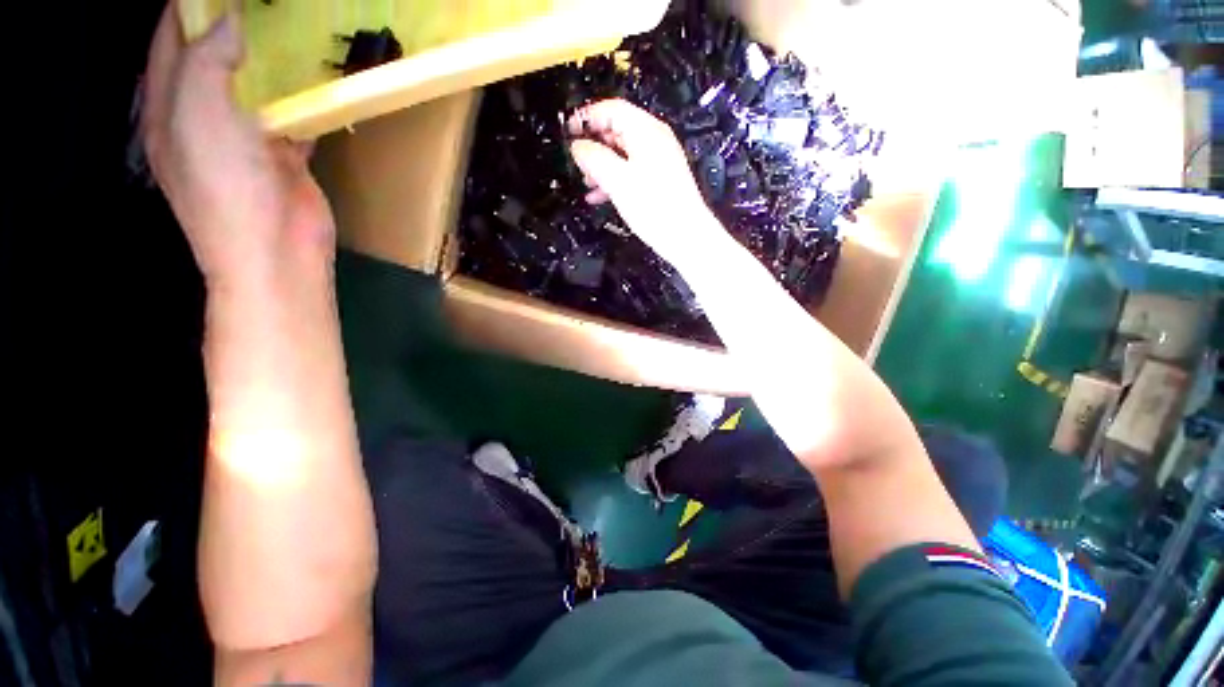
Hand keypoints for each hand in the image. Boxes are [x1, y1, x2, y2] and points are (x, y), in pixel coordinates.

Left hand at [143, 6, 333, 286]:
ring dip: (270, 58)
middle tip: (261, 2)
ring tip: (291, 25)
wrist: (276, 251)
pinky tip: (320, 76)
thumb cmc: (225, 187)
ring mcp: (247, 138)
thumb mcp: (200, 116)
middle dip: (231, 23)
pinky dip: (304, 97)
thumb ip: (207, 62)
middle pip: (212, 57)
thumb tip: (231, 19)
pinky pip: (293, 116)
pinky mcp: (286, 156)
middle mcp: (204, 116)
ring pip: (255, 85)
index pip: (170, 39)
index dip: (186, 6)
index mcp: (170, 106)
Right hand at [567, 100, 719, 267]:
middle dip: (594, 145)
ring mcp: (659, 161)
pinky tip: (601, 196)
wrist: (685, 236)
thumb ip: (594, 158)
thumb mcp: (617, 180)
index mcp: (646, 131)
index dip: (587, 117)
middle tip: (578, 161)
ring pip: (623, 154)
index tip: (569, 130)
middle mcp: (655, 141)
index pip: (612, 109)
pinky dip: (615, 180)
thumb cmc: (655, 207)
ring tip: (587, 182)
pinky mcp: (660, 181)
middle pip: (617, 131)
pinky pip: (631, 171)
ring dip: (602, 166)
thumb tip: (578, 146)